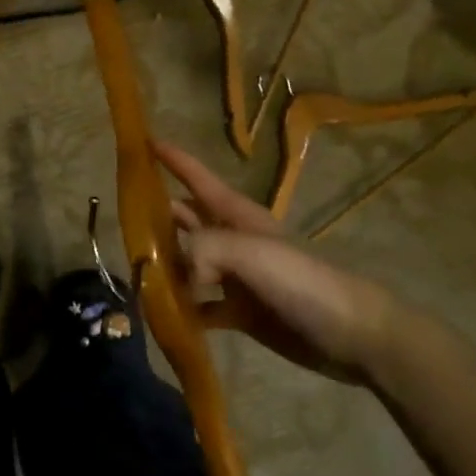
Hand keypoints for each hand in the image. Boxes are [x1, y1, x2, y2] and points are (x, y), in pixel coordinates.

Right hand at [155, 139, 398, 384]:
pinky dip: (183, 308)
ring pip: (189, 262)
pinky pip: (201, 306)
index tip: (144, 142)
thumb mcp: (249, 251)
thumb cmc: (302, 280)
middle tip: (122, 224)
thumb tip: (175, 271)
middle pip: (186, 219)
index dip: (173, 159)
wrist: (353, 334)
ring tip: (135, 272)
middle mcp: (233, 240)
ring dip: (165, 265)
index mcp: (237, 215)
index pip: (198, 178)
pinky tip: (163, 314)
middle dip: (156, 217)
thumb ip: (203, 249)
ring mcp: (236, 277)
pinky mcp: (241, 312)